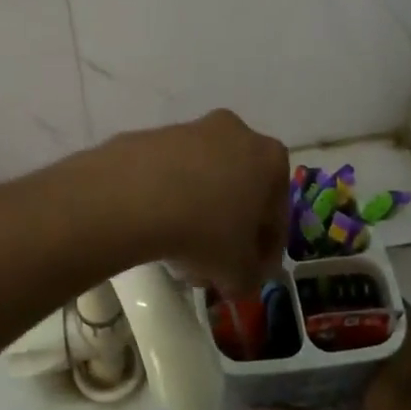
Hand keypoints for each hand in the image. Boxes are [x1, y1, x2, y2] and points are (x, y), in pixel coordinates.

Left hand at [107, 110, 288, 298]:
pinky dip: (168, 199)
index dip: (265, 248)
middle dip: (228, 228)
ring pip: (202, 181)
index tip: (250, 272)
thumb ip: (249, 277)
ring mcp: (190, 130)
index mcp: (269, 158)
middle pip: (238, 190)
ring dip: (197, 214)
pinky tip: (155, 229)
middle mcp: (234, 133)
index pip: (276, 212)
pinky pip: (169, 175)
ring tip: (179, 253)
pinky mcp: (152, 136)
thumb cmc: (204, 230)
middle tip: (214, 264)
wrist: (134, 196)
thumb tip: (240, 278)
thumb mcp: (238, 272)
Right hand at [251, 308, 410, 409]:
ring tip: (328, 336)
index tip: (361, 288)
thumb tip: (249, 408)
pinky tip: (340, 381)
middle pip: (403, 344)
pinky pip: (397, 391)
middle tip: (329, 308)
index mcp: (400, 387)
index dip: (395, 304)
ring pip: (399, 368)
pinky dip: (374, 378)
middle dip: (371, 323)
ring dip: (371, 351)